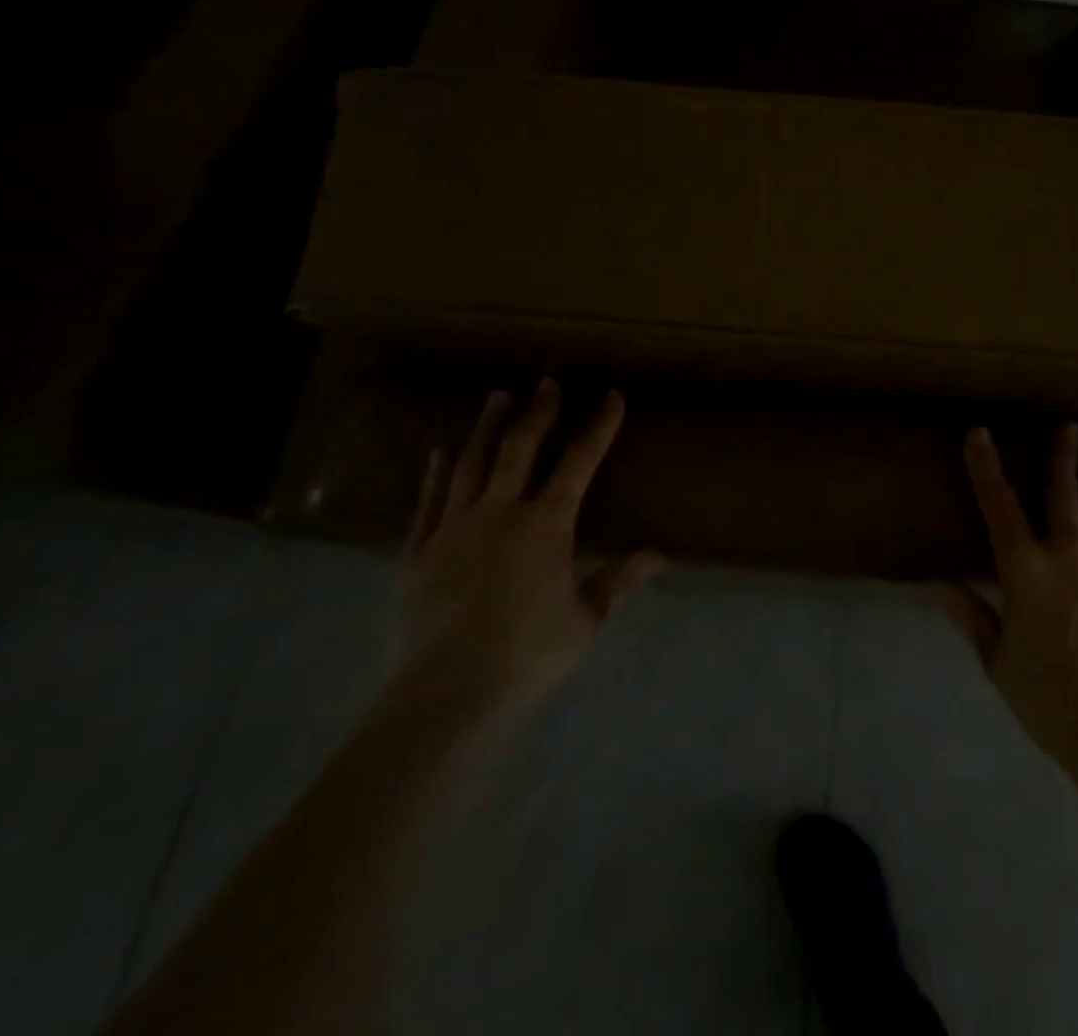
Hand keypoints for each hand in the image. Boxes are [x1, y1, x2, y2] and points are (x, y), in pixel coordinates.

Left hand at [391, 381, 661, 735]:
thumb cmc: (527, 655)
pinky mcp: (418, 550)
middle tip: (547, 382)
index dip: (599, 426)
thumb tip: (659, 555)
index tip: (611, 396)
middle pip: (521, 448)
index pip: (580, 462)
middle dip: (539, 412)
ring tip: (497, 397)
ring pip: (471, 463)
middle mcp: (501, 511)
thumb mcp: (585, 620)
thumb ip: (618, 581)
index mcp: (547, 524)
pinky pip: (428, 501)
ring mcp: (454, 527)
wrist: (446, 694)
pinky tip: (438, 452)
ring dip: (487, 427)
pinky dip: (435, 473)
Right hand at [934, 424, 1077, 759]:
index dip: (986, 467)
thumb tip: (933, 584)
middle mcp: (1069, 550)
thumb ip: (970, 615)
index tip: (979, 435)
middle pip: (1062, 490)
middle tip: (1066, 424)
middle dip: (1061, 454)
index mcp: (1025, 569)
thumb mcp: (999, 661)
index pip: (998, 505)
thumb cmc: (1052, 701)